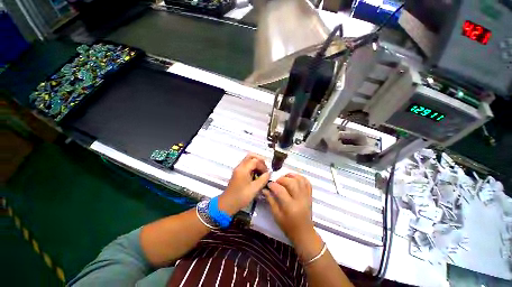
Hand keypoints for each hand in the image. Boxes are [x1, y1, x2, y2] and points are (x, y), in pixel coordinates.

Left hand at [218, 153, 269, 215]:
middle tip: (265, 167)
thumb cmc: (241, 197)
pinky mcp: (238, 172)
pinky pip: (246, 165)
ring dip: (256, 163)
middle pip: (250, 156)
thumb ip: (263, 179)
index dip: (263, 165)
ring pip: (248, 160)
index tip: (267, 173)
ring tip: (262, 171)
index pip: (255, 160)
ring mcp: (238, 169)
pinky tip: (257, 174)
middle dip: (259, 160)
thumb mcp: (254, 189)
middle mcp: (240, 166)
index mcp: (243, 169)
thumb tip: (268, 173)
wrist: (227, 204)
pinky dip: (253, 166)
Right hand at [263, 173, 322, 260]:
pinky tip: (293, 179)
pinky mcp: (309, 195)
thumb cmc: (288, 226)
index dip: (273, 185)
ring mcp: (306, 196)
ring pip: (300, 180)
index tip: (268, 185)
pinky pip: (307, 182)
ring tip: (284, 178)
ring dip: (291, 176)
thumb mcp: (276, 215)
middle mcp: (300, 199)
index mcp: (290, 206)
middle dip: (281, 179)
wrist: (304, 232)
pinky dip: (300, 177)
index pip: (280, 190)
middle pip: (291, 182)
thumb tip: (265, 189)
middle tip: (276, 182)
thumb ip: (270, 200)